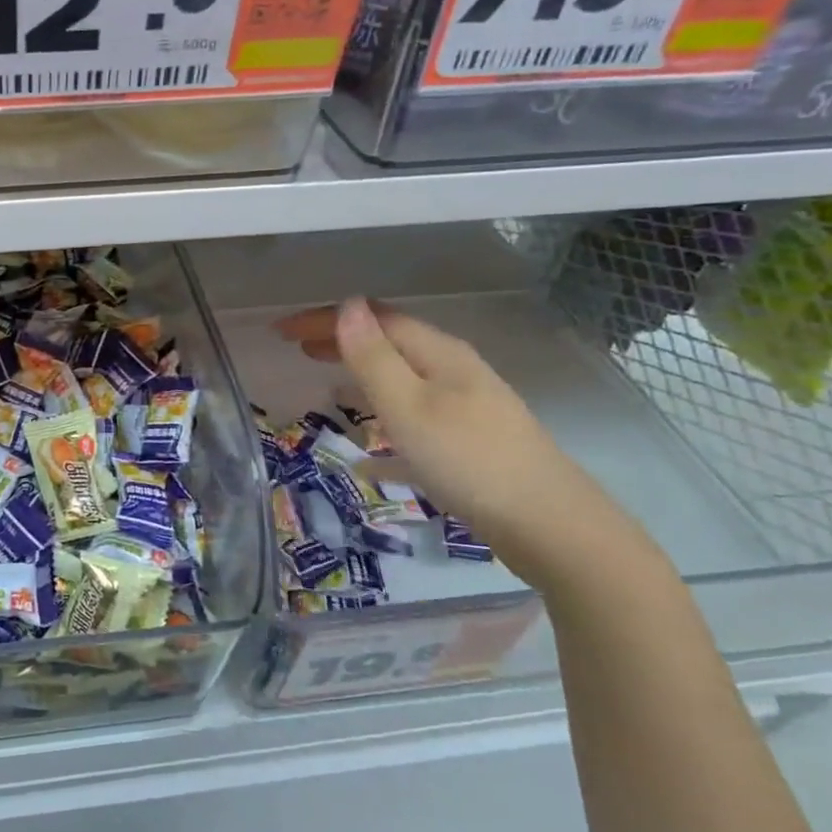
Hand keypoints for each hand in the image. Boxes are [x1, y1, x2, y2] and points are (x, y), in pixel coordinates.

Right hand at [279, 300, 628, 592]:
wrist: (550, 527)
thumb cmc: (468, 460)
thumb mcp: (408, 406)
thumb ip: (373, 357)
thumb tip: (347, 304)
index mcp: (438, 354)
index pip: (374, 319)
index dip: (327, 319)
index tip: (281, 331)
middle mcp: (454, 372)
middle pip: (390, 343)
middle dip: (342, 340)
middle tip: (298, 350)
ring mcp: (467, 409)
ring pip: (403, 380)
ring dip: (362, 376)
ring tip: (326, 385)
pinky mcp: (471, 445)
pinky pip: (414, 422)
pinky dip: (385, 425)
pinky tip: (367, 458)